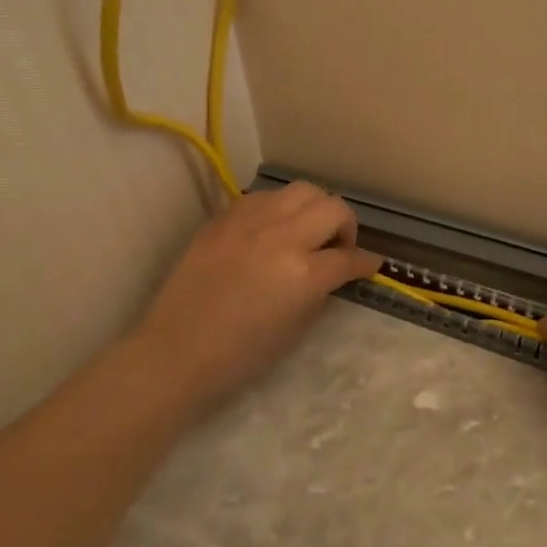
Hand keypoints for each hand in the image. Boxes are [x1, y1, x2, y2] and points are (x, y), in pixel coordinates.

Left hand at [129, 182, 382, 412]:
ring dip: (314, 208)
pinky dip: (278, 208)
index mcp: (304, 274)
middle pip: (333, 208)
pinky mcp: (224, 218)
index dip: (365, 262)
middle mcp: (282, 237)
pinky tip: (271, 229)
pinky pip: (264, 197)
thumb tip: (336, 271)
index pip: (349, 258)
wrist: (176, 351)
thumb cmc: (240, 356)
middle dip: (345, 226)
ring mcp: (250, 222)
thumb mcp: (295, 328)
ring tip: (305, 230)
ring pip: (301, 190)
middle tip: (337, 246)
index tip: (370, 264)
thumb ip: (321, 290)